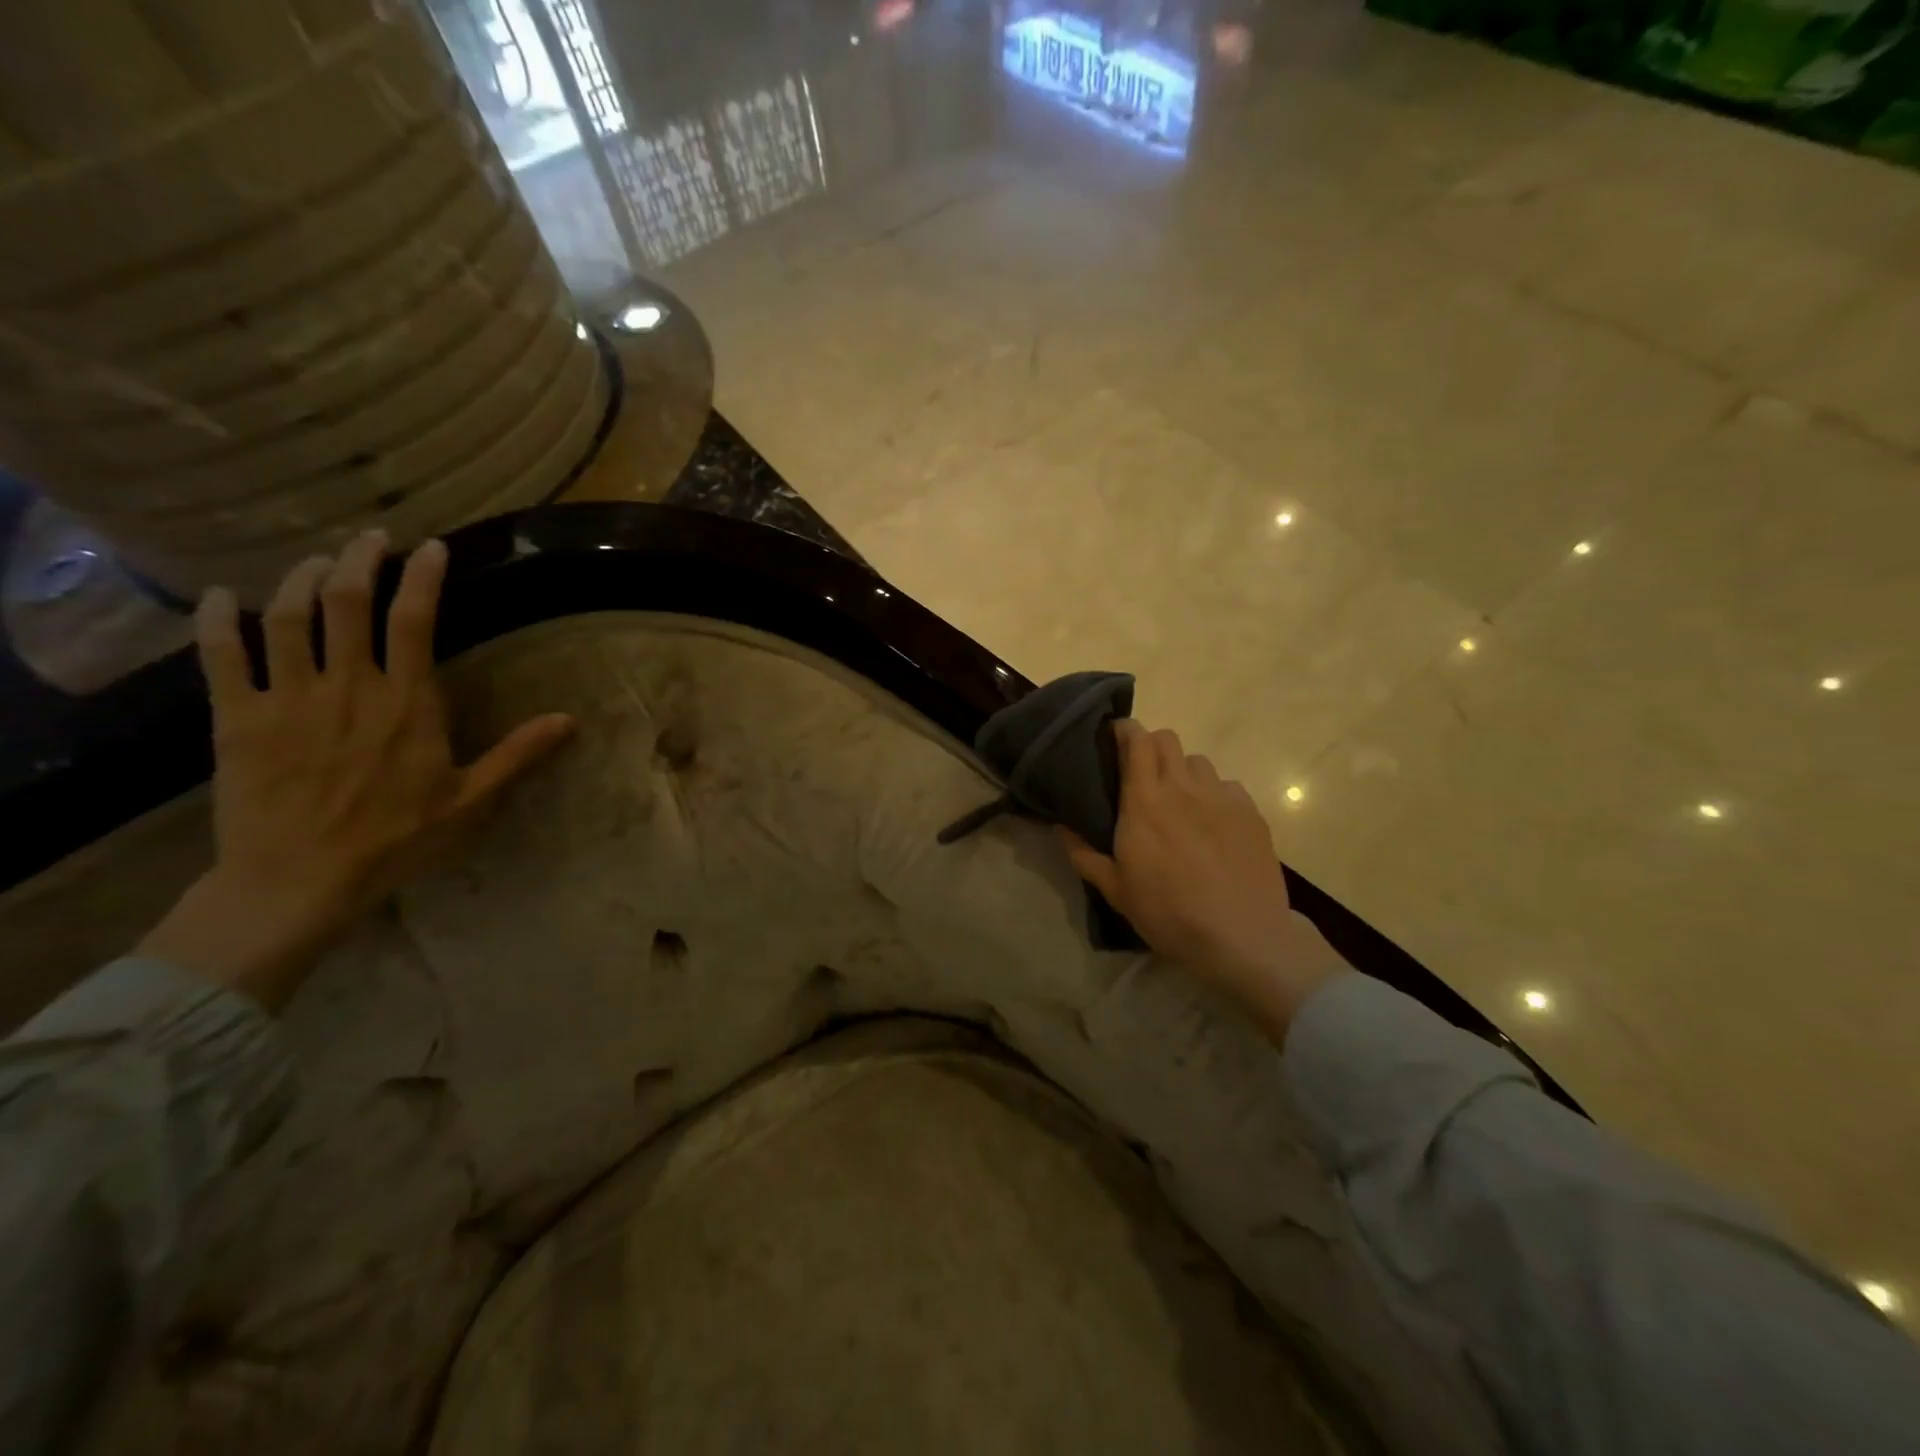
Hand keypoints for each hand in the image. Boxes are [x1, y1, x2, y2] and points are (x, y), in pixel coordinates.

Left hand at [138, 531, 574, 1009]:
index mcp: (407, 703)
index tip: (430, 548)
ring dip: (301, 578)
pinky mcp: (237, 719)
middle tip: (371, 538)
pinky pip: (221, 656)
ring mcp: (287, 698)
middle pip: (347, 602)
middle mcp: (348, 687)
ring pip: (288, 616)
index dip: (423, 578)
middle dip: (359, 560)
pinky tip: (220, 597)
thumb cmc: (397, 839)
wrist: (299, 881)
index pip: (415, 622)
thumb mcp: (472, 800)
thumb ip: (518, 754)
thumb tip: (570, 720)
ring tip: (316, 560)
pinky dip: (218, 620)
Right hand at [1059, 720, 1346, 1043]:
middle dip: (1150, 746)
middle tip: (1141, 774)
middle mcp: (1183, 787)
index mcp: (1144, 800)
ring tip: (1179, 801)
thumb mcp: (1115, 890)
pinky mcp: (1251, 813)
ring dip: (1182, 771)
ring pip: (1198, 761)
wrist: (1242, 937)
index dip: (1124, 731)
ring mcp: (1222, 797)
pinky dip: (1214, 795)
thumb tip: (1059, 827)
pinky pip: (1227, 786)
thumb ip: (1083, 853)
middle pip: (1167, 739)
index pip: (1136, 740)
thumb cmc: (1168, 913)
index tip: (1113, 740)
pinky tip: (1213, 823)